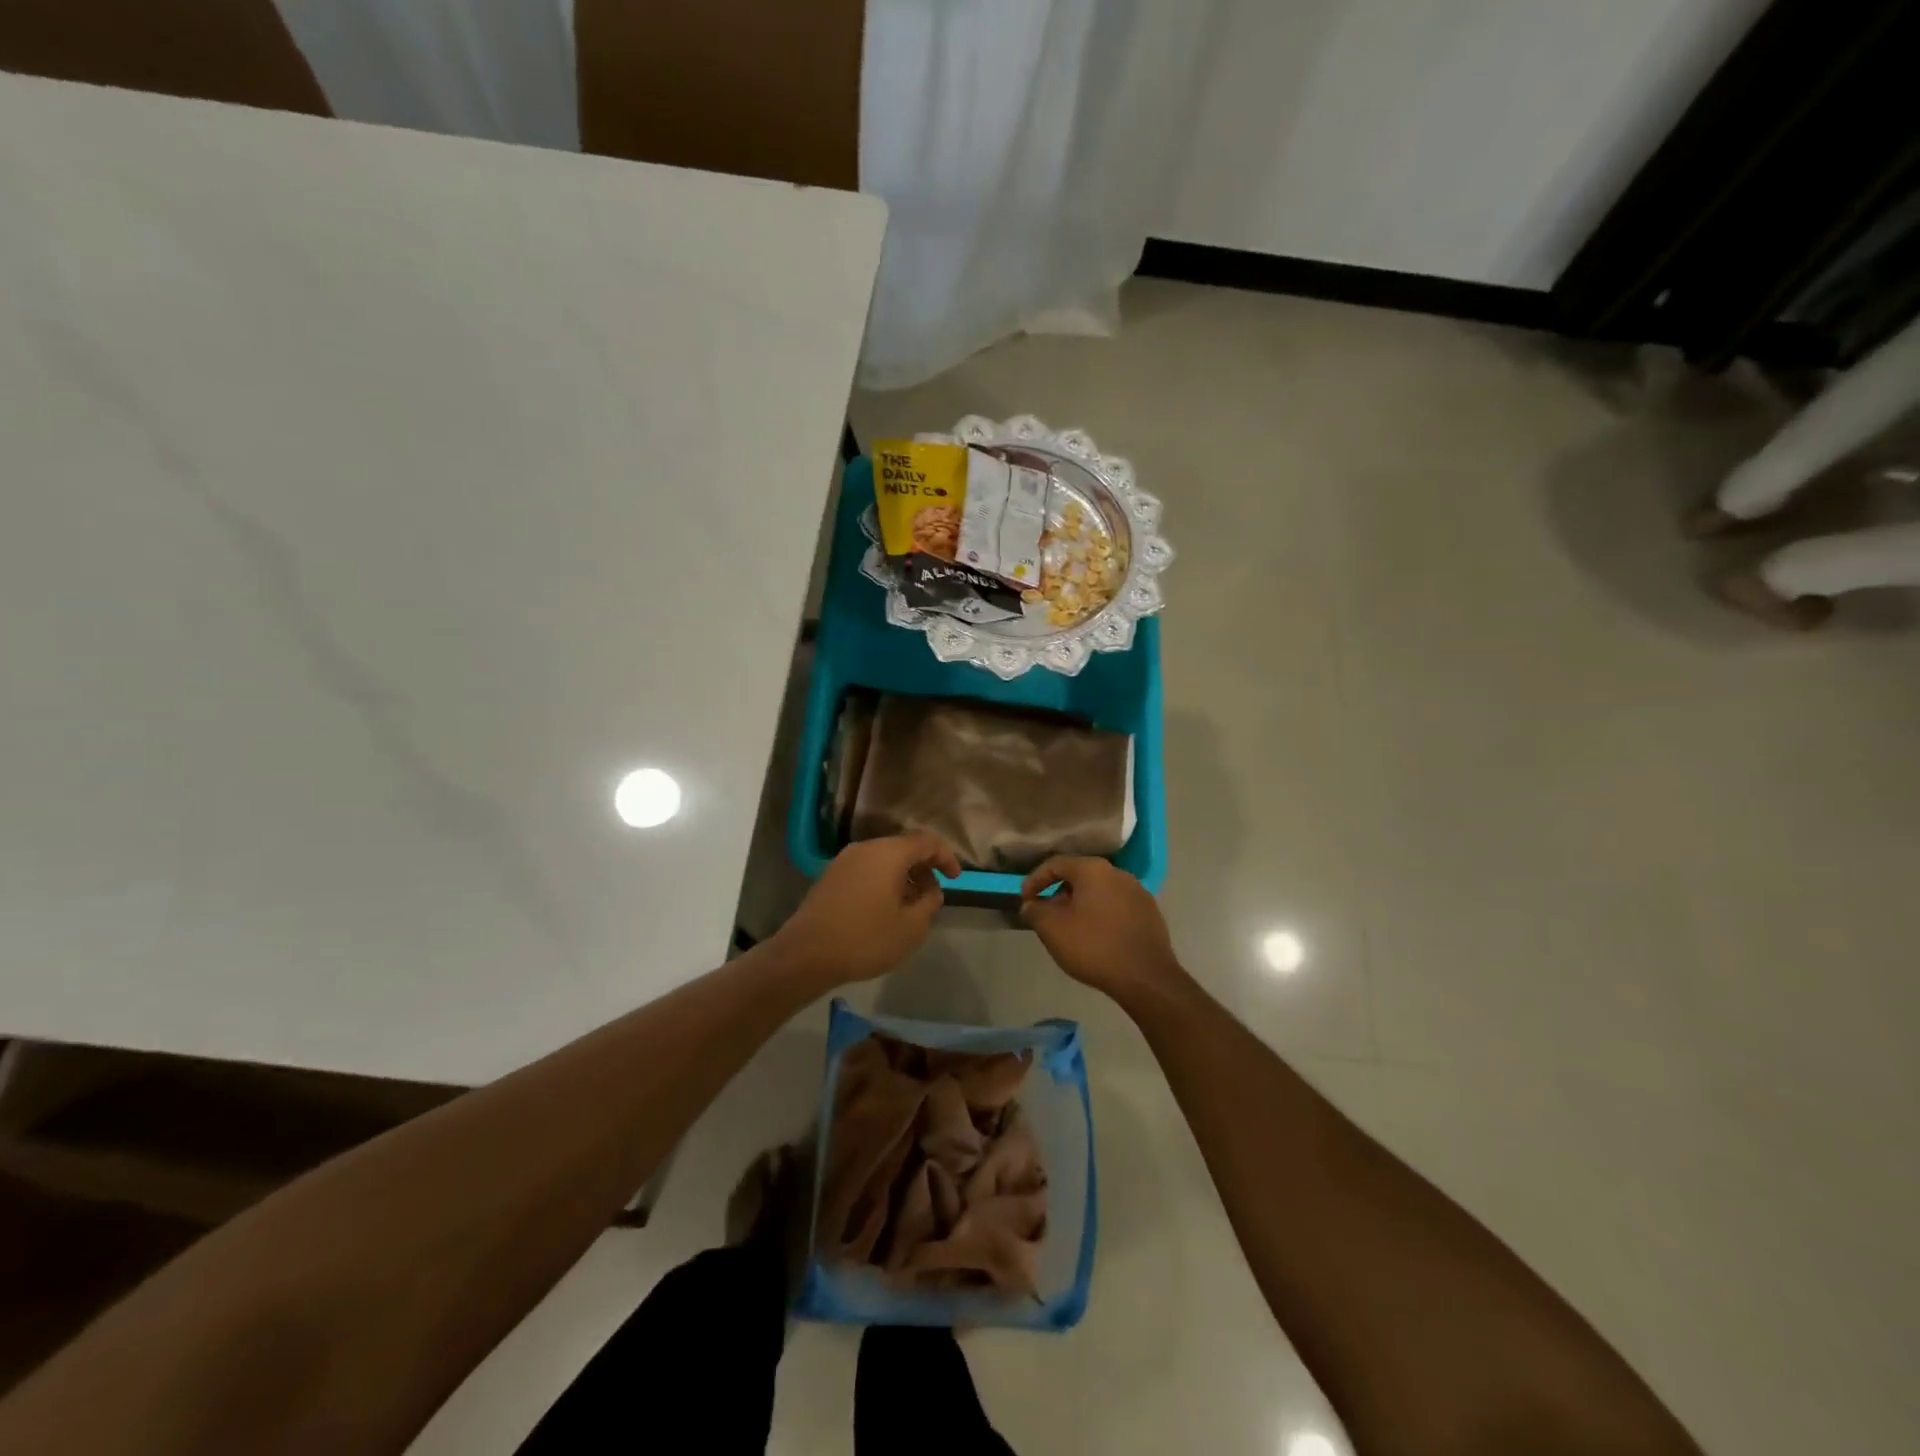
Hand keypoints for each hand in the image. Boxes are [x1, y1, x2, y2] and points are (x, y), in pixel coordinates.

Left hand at [774, 833, 961, 985]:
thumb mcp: (911, 927)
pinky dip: (882, 882)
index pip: (927, 842)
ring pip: (883, 859)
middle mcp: (866, 848)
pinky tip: (884, 909)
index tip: (956, 878)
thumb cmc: (865, 938)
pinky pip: (866, 870)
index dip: (946, 857)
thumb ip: (929, 903)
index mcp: (889, 853)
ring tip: (910, 906)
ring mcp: (844, 860)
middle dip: (924, 869)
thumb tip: (930, 891)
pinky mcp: (830, 876)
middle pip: (904, 848)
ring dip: (903, 877)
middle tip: (933, 896)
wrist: (806, 954)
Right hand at [1020, 857, 1184, 1003]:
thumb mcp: (1052, 929)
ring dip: (1080, 905)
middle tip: (1046, 915)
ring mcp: (1138, 892)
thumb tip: (1030, 905)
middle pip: (1079, 876)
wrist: (1146, 977)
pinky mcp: (1150, 913)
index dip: (1035, 880)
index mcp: (1093, 870)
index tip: (1024, 900)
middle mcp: (1118, 873)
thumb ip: (1035, 911)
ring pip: (1099, 892)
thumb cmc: (1094, 946)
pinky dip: (1100, 916)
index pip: (1056, 864)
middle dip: (1058, 893)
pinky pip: (1116, 907)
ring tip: (1070, 928)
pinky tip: (1096, 937)